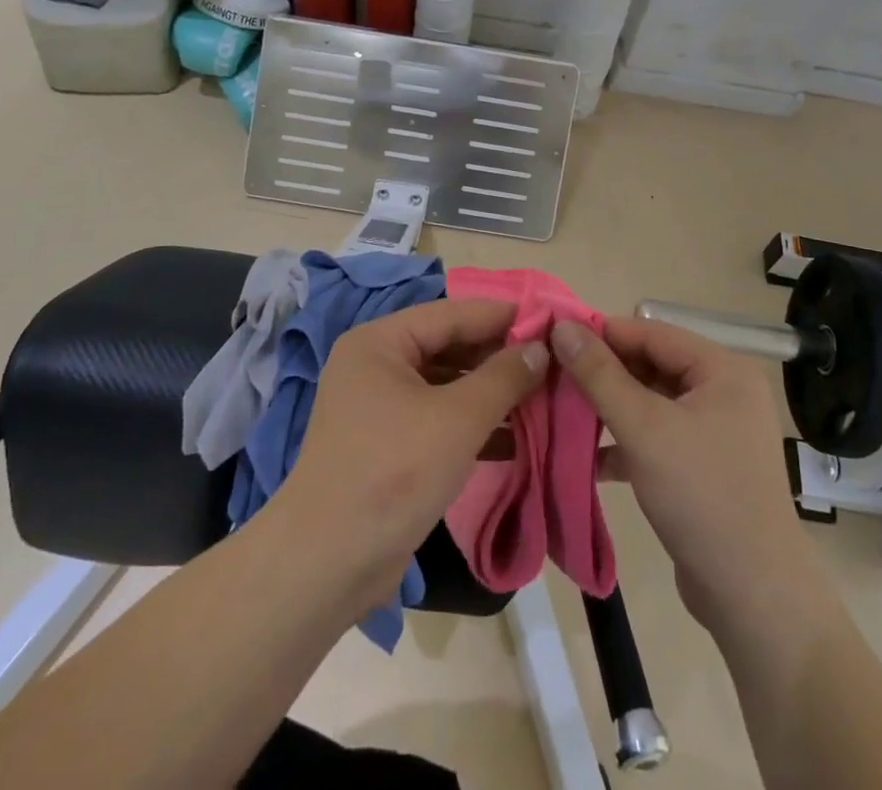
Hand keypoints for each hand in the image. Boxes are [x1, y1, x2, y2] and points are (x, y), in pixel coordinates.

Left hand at [279, 298, 547, 613]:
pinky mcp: (390, 446)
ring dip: (493, 393)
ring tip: (546, 396)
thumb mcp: (457, 420)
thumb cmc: (392, 473)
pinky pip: (440, 419)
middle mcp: (377, 365)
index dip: (503, 316)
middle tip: (554, 361)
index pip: (452, 314)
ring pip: (448, 386)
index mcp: (380, 342)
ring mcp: (381, 407)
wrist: (326, 566)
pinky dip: (475, 425)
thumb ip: (503, 378)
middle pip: (450, 347)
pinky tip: (519, 436)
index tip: (551, 320)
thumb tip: (540, 348)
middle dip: (500, 357)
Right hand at [553, 315, 818, 632]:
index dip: (603, 333)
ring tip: (560, 412)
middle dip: (603, 373)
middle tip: (552, 377)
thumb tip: (562, 327)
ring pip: (651, 404)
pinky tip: (587, 458)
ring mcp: (715, 432)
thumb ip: (600, 375)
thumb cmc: (702, 496)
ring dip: (609, 409)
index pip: (652, 333)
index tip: (555, 336)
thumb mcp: (644, 428)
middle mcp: (723, 392)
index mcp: (722, 370)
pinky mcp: (703, 468)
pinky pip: (657, 438)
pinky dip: (625, 443)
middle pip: (652, 366)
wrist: (754, 598)